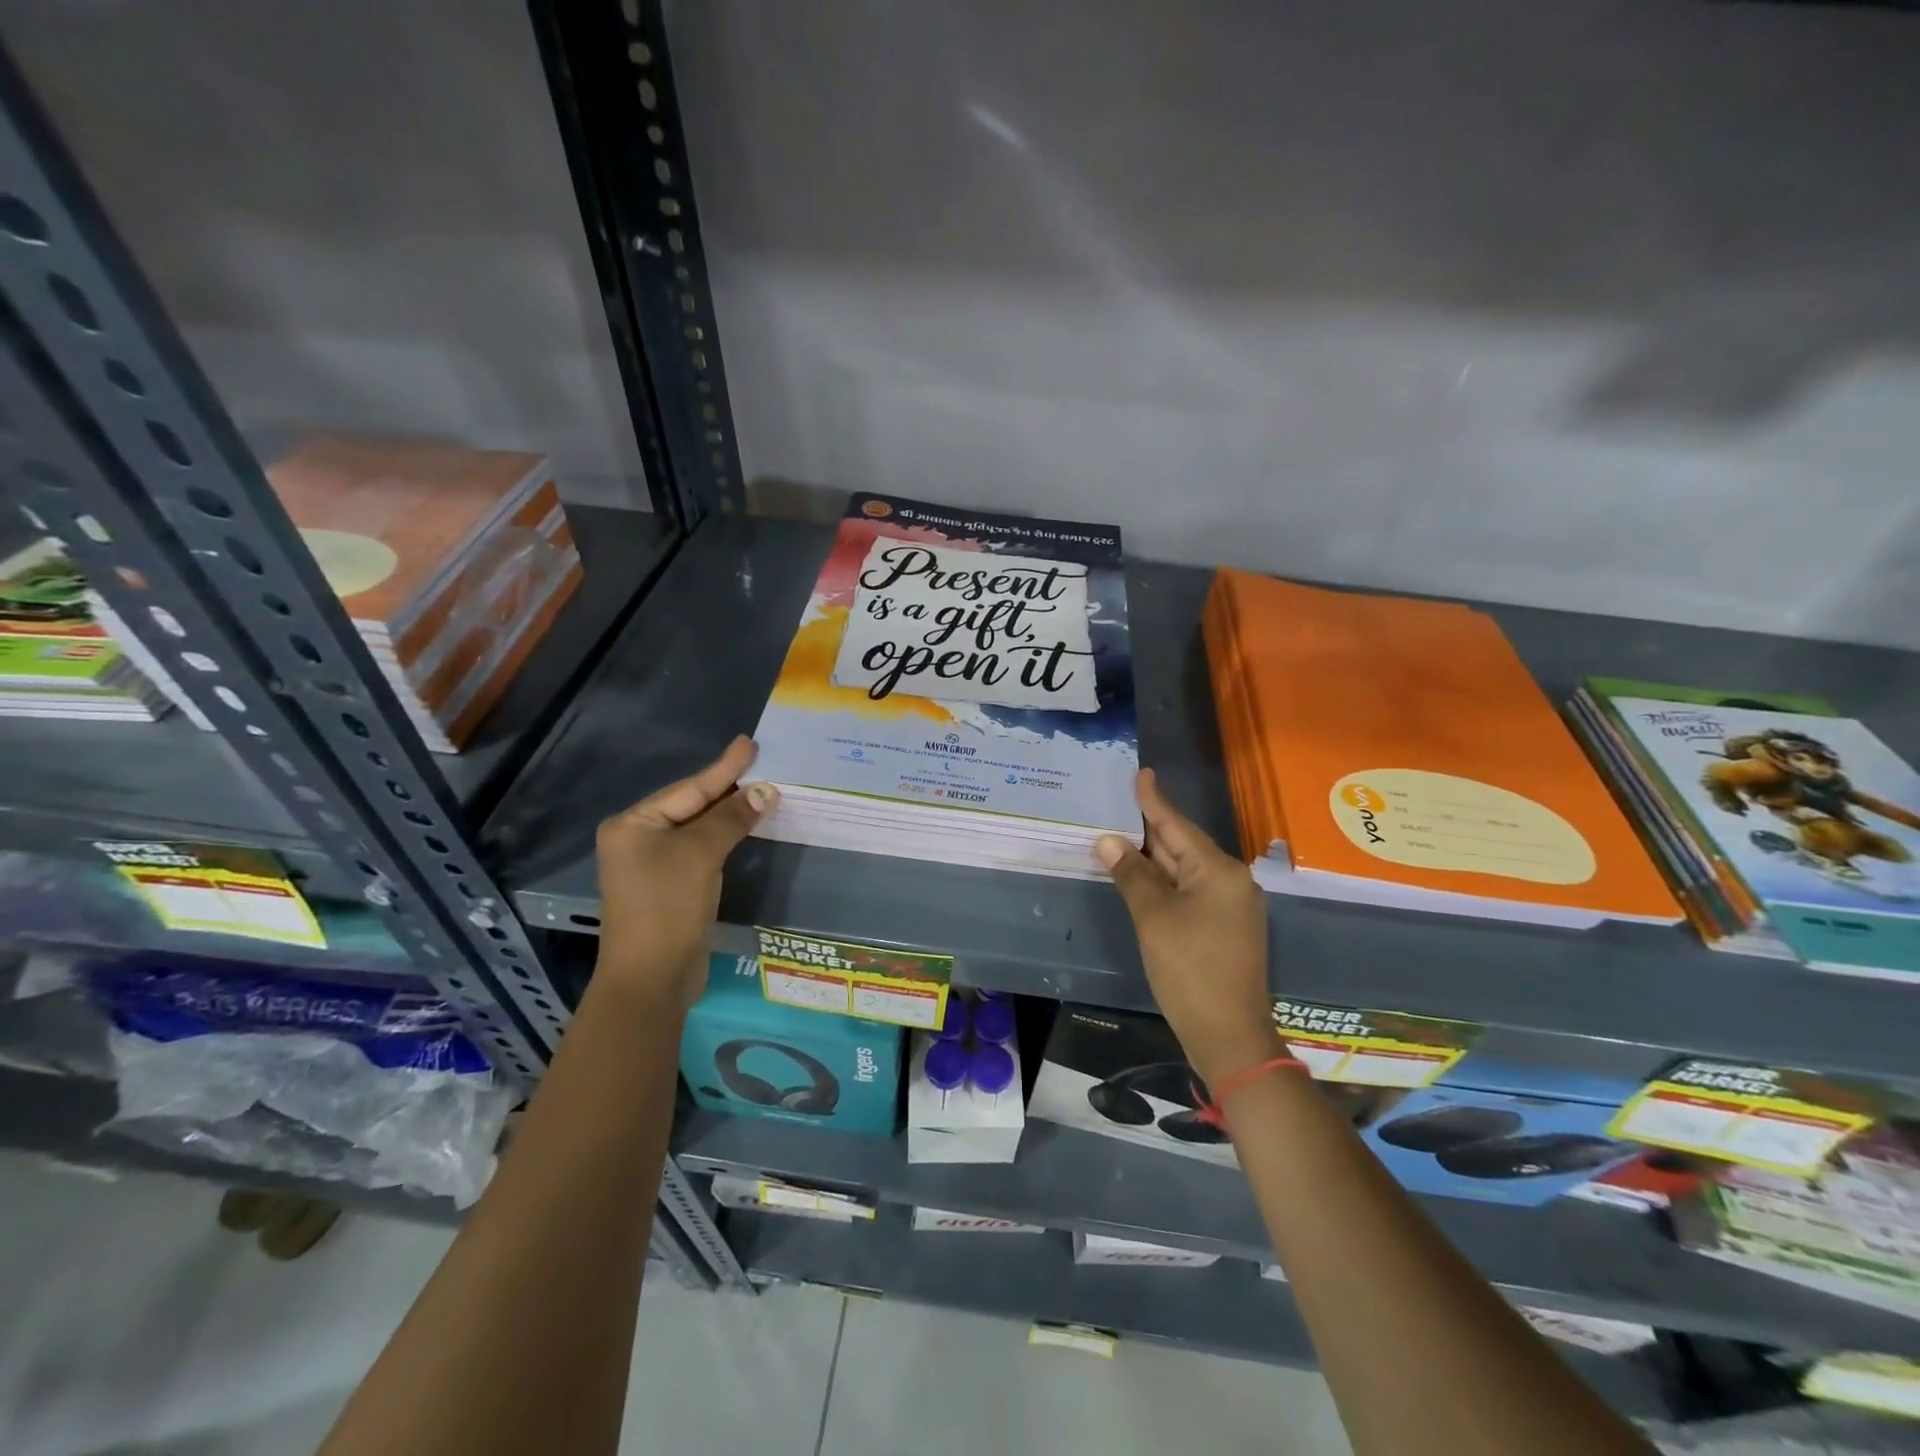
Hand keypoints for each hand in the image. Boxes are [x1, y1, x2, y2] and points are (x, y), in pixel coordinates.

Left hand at [594, 737, 776, 1008]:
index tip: (749, 743)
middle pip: (691, 805)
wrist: (652, 978)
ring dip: (730, 813)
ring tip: (761, 789)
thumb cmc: (668, 907)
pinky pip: (702, 850)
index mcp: (633, 824)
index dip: (723, 767)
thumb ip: (732, 818)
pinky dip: (726, 837)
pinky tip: (746, 826)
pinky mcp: (670, 887)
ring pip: (699, 828)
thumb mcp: (701, 854)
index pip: (688, 788)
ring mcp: (653, 865)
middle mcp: (638, 839)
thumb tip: (765, 790)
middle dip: (728, 788)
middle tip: (761, 763)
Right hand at [1098, 769, 1274, 1088]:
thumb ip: (1131, 875)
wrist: (1229, 1035)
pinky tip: (1140, 876)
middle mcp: (1230, 881)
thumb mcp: (1154, 918)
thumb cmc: (1190, 970)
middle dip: (1149, 827)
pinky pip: (1189, 890)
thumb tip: (1109, 841)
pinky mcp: (1223, 927)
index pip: (1177, 825)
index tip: (1140, 773)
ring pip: (1184, 869)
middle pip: (1182, 845)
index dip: (1153, 800)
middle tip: (1118, 803)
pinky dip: (1163, 881)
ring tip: (1121, 832)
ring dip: (1153, 856)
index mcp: (1218, 871)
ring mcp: (1229, 905)